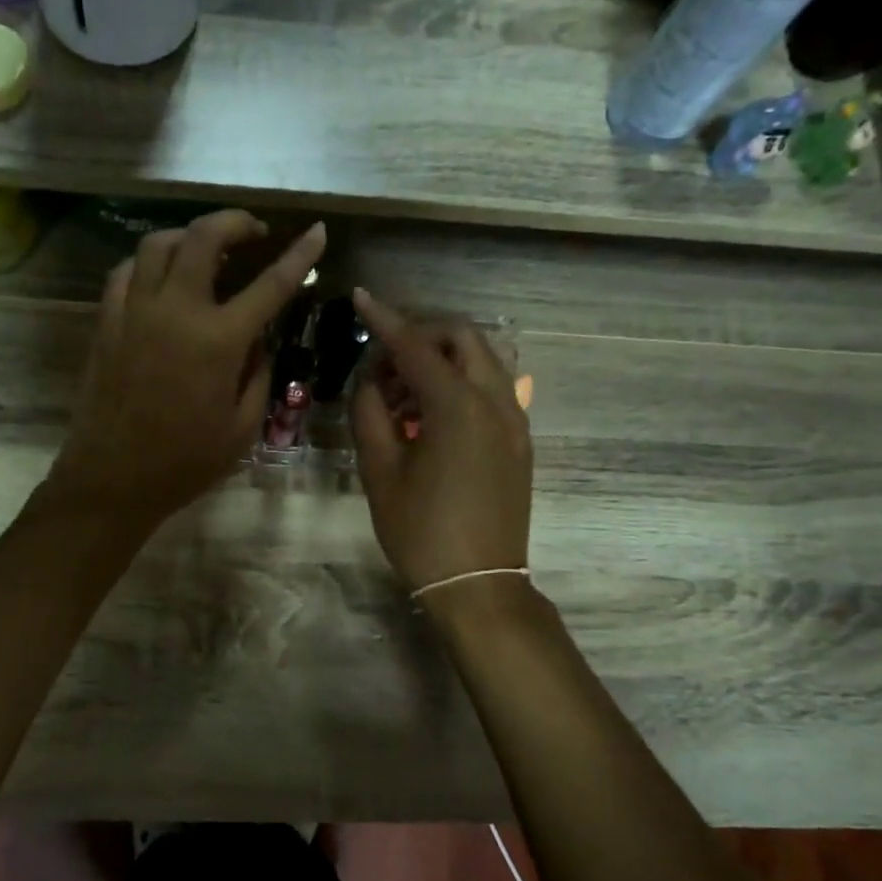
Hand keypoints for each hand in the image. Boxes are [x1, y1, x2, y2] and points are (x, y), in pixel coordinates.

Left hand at [44, 211, 326, 529]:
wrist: (113, 479)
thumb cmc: (185, 462)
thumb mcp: (242, 427)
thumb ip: (259, 375)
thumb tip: (259, 341)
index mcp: (219, 340)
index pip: (271, 284)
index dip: (300, 255)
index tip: (318, 232)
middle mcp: (176, 310)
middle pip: (205, 237)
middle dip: (236, 222)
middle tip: (254, 232)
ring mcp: (135, 311)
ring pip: (159, 243)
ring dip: (190, 236)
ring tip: (207, 250)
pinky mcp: (107, 321)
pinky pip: (127, 271)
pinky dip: (150, 262)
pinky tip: (162, 277)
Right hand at [350, 288, 532, 599]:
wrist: (479, 584)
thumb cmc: (421, 532)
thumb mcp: (380, 472)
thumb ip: (370, 414)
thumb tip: (372, 382)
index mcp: (458, 407)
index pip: (416, 346)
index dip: (385, 320)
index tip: (361, 297)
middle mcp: (496, 402)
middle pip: (463, 337)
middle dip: (423, 333)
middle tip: (386, 360)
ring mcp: (515, 421)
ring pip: (482, 361)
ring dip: (443, 359)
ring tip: (404, 392)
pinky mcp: (520, 441)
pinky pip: (492, 390)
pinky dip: (461, 383)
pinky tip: (431, 415)